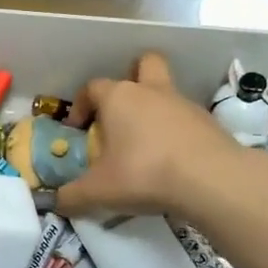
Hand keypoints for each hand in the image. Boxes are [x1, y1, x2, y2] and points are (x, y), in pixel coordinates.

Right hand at [57, 52, 267, 221]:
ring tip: (145, 145)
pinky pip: (185, 119)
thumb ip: (72, 196)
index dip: (81, 105)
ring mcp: (184, 104)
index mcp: (119, 97)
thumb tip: (57, 202)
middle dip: (131, 77)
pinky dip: (176, 132)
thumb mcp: (98, 191)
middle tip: (122, 110)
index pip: (93, 87)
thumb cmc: (143, 174)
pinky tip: (171, 160)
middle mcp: (151, 91)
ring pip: (166, 91)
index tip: (78, 129)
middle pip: (143, 64)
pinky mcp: (208, 123)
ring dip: (154, 109)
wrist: (210, 179)